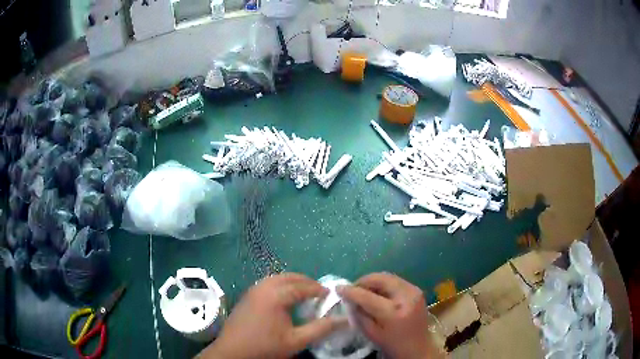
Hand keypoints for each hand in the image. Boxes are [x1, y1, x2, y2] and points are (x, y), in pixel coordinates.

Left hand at [199, 273, 346, 358]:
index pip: (303, 286)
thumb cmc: (265, 346)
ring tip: (304, 293)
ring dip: (292, 282)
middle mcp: (263, 287)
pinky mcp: (247, 296)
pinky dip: (280, 285)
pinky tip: (284, 299)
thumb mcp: (296, 341)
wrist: (233, 351)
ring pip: (277, 278)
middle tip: (319, 292)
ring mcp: (253, 290)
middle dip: (306, 282)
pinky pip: (267, 283)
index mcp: (276, 295)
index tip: (330, 295)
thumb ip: (320, 329)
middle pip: (289, 277)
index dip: (318, 289)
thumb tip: (343, 319)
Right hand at [338, 272, 442, 358]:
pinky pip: (396, 281)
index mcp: (394, 313)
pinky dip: (383, 283)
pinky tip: (377, 292)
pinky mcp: (417, 290)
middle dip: (363, 281)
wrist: (418, 348)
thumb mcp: (371, 333)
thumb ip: (359, 314)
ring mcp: (414, 291)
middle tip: (352, 289)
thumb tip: (349, 298)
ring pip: (388, 276)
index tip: (338, 288)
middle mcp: (407, 297)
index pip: (368, 296)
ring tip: (363, 290)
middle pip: (380, 279)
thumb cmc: (393, 345)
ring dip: (373, 281)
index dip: (351, 291)